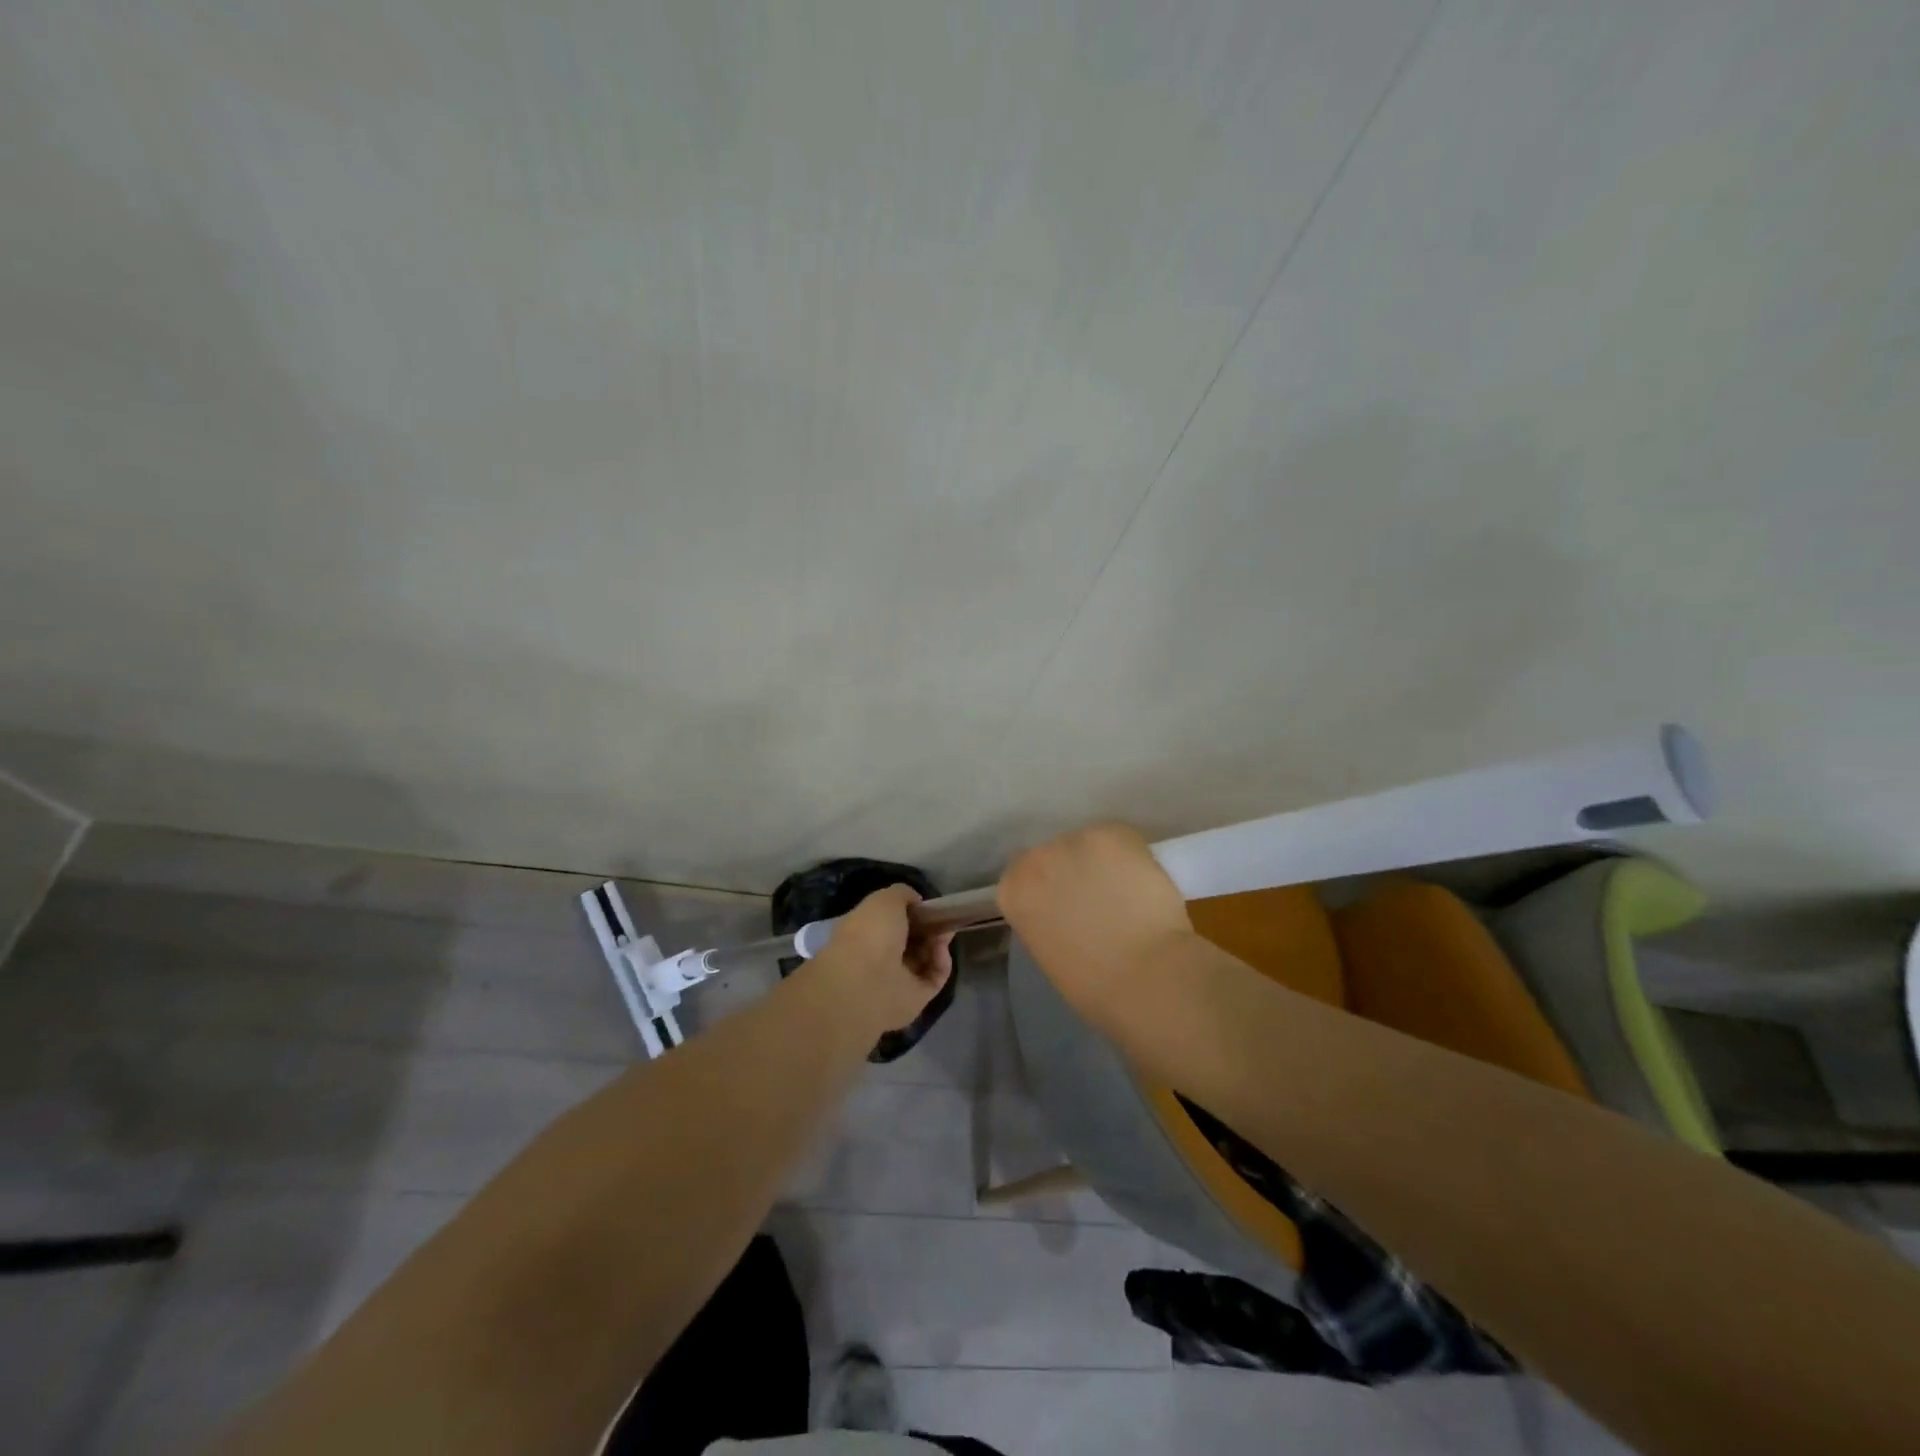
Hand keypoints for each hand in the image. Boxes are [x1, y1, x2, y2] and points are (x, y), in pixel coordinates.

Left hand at [814, 884, 954, 1033]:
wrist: (867, 982)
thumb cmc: (870, 933)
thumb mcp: (885, 899)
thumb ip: (902, 894)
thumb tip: (916, 902)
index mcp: (863, 933)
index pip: (889, 922)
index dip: (909, 912)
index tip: (925, 905)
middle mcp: (878, 956)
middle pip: (910, 940)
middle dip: (928, 928)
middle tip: (943, 918)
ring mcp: (896, 979)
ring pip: (924, 958)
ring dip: (937, 943)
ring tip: (945, 932)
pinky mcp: (915, 998)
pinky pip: (934, 977)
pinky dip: (941, 962)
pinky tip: (941, 950)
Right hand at [998, 823, 1193, 1005]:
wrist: (1144, 976)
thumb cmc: (1093, 984)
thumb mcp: (1048, 951)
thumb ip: (1046, 919)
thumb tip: (1066, 910)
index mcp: (1013, 890)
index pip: (1024, 874)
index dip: (1051, 886)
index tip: (1068, 903)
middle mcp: (1036, 856)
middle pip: (1056, 853)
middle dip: (1075, 870)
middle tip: (1100, 898)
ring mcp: (1075, 840)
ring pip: (1091, 844)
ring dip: (1104, 862)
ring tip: (1128, 892)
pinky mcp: (1113, 833)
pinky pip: (1122, 840)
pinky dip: (1134, 857)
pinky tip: (1144, 882)